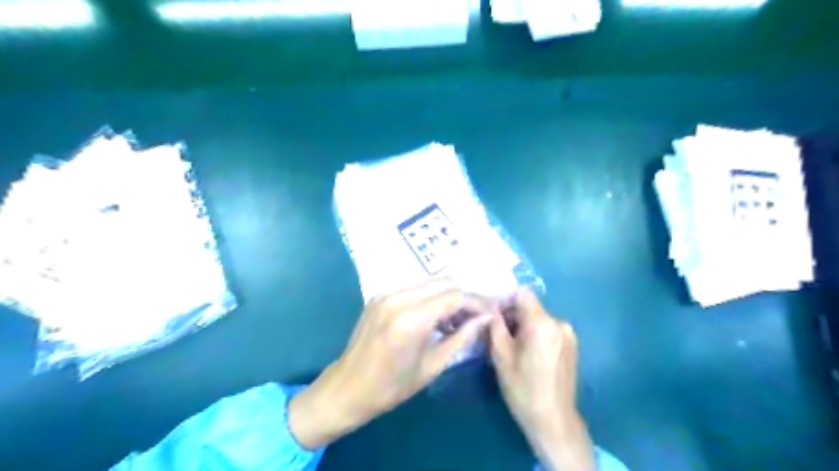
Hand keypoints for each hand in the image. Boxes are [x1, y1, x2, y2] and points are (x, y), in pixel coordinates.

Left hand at [289, 277, 493, 449]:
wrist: (347, 388)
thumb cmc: (391, 387)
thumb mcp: (432, 366)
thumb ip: (461, 337)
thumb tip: (485, 319)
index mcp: (412, 319)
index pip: (455, 296)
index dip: (477, 302)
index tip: (491, 311)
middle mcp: (399, 298)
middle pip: (444, 282)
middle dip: (465, 295)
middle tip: (477, 314)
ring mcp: (386, 294)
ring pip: (430, 282)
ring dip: (448, 295)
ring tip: (458, 318)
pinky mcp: (379, 295)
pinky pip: (414, 288)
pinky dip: (430, 297)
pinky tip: (435, 316)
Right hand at [492, 291, 596, 470]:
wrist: (553, 419)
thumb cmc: (522, 389)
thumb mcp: (500, 356)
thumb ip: (495, 325)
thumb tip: (491, 308)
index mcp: (542, 324)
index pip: (522, 294)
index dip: (505, 300)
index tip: (494, 315)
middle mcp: (559, 323)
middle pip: (530, 306)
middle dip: (513, 315)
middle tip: (498, 333)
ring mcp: (568, 333)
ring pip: (538, 318)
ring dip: (523, 325)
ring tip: (513, 346)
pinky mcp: (572, 344)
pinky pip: (548, 328)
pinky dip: (535, 333)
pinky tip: (528, 353)